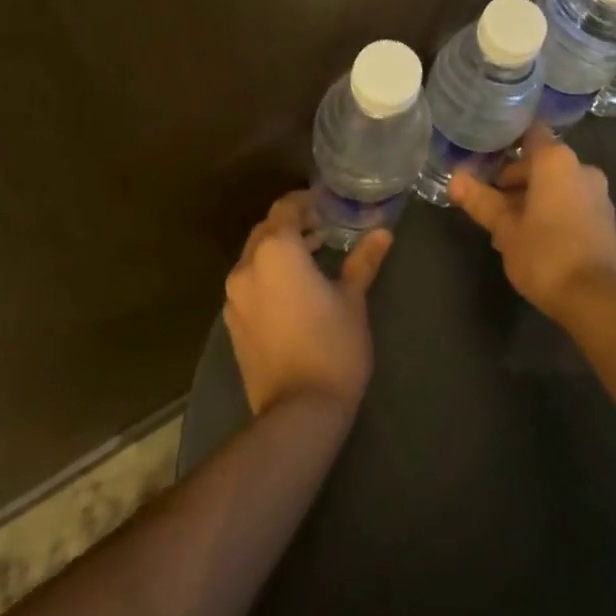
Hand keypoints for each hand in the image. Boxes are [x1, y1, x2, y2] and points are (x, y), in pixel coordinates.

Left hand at [223, 192, 392, 417]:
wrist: (298, 413)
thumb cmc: (333, 346)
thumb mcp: (353, 299)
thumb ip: (363, 260)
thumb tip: (383, 232)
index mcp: (276, 250)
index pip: (286, 208)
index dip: (306, 202)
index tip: (328, 206)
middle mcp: (247, 266)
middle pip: (267, 229)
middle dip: (293, 224)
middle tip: (324, 228)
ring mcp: (234, 296)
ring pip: (255, 256)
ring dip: (279, 249)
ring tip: (313, 256)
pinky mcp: (232, 323)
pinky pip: (249, 282)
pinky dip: (268, 274)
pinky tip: (293, 290)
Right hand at [450, 125, 615, 320]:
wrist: (597, 300)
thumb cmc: (545, 254)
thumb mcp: (504, 228)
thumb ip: (480, 200)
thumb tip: (453, 179)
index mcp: (556, 160)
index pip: (529, 134)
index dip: (507, 145)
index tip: (487, 162)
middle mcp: (582, 167)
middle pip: (541, 163)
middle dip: (516, 182)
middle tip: (492, 207)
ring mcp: (599, 194)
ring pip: (558, 186)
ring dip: (534, 200)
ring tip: (510, 229)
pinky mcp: (607, 220)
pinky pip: (573, 204)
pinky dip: (554, 213)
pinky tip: (536, 241)